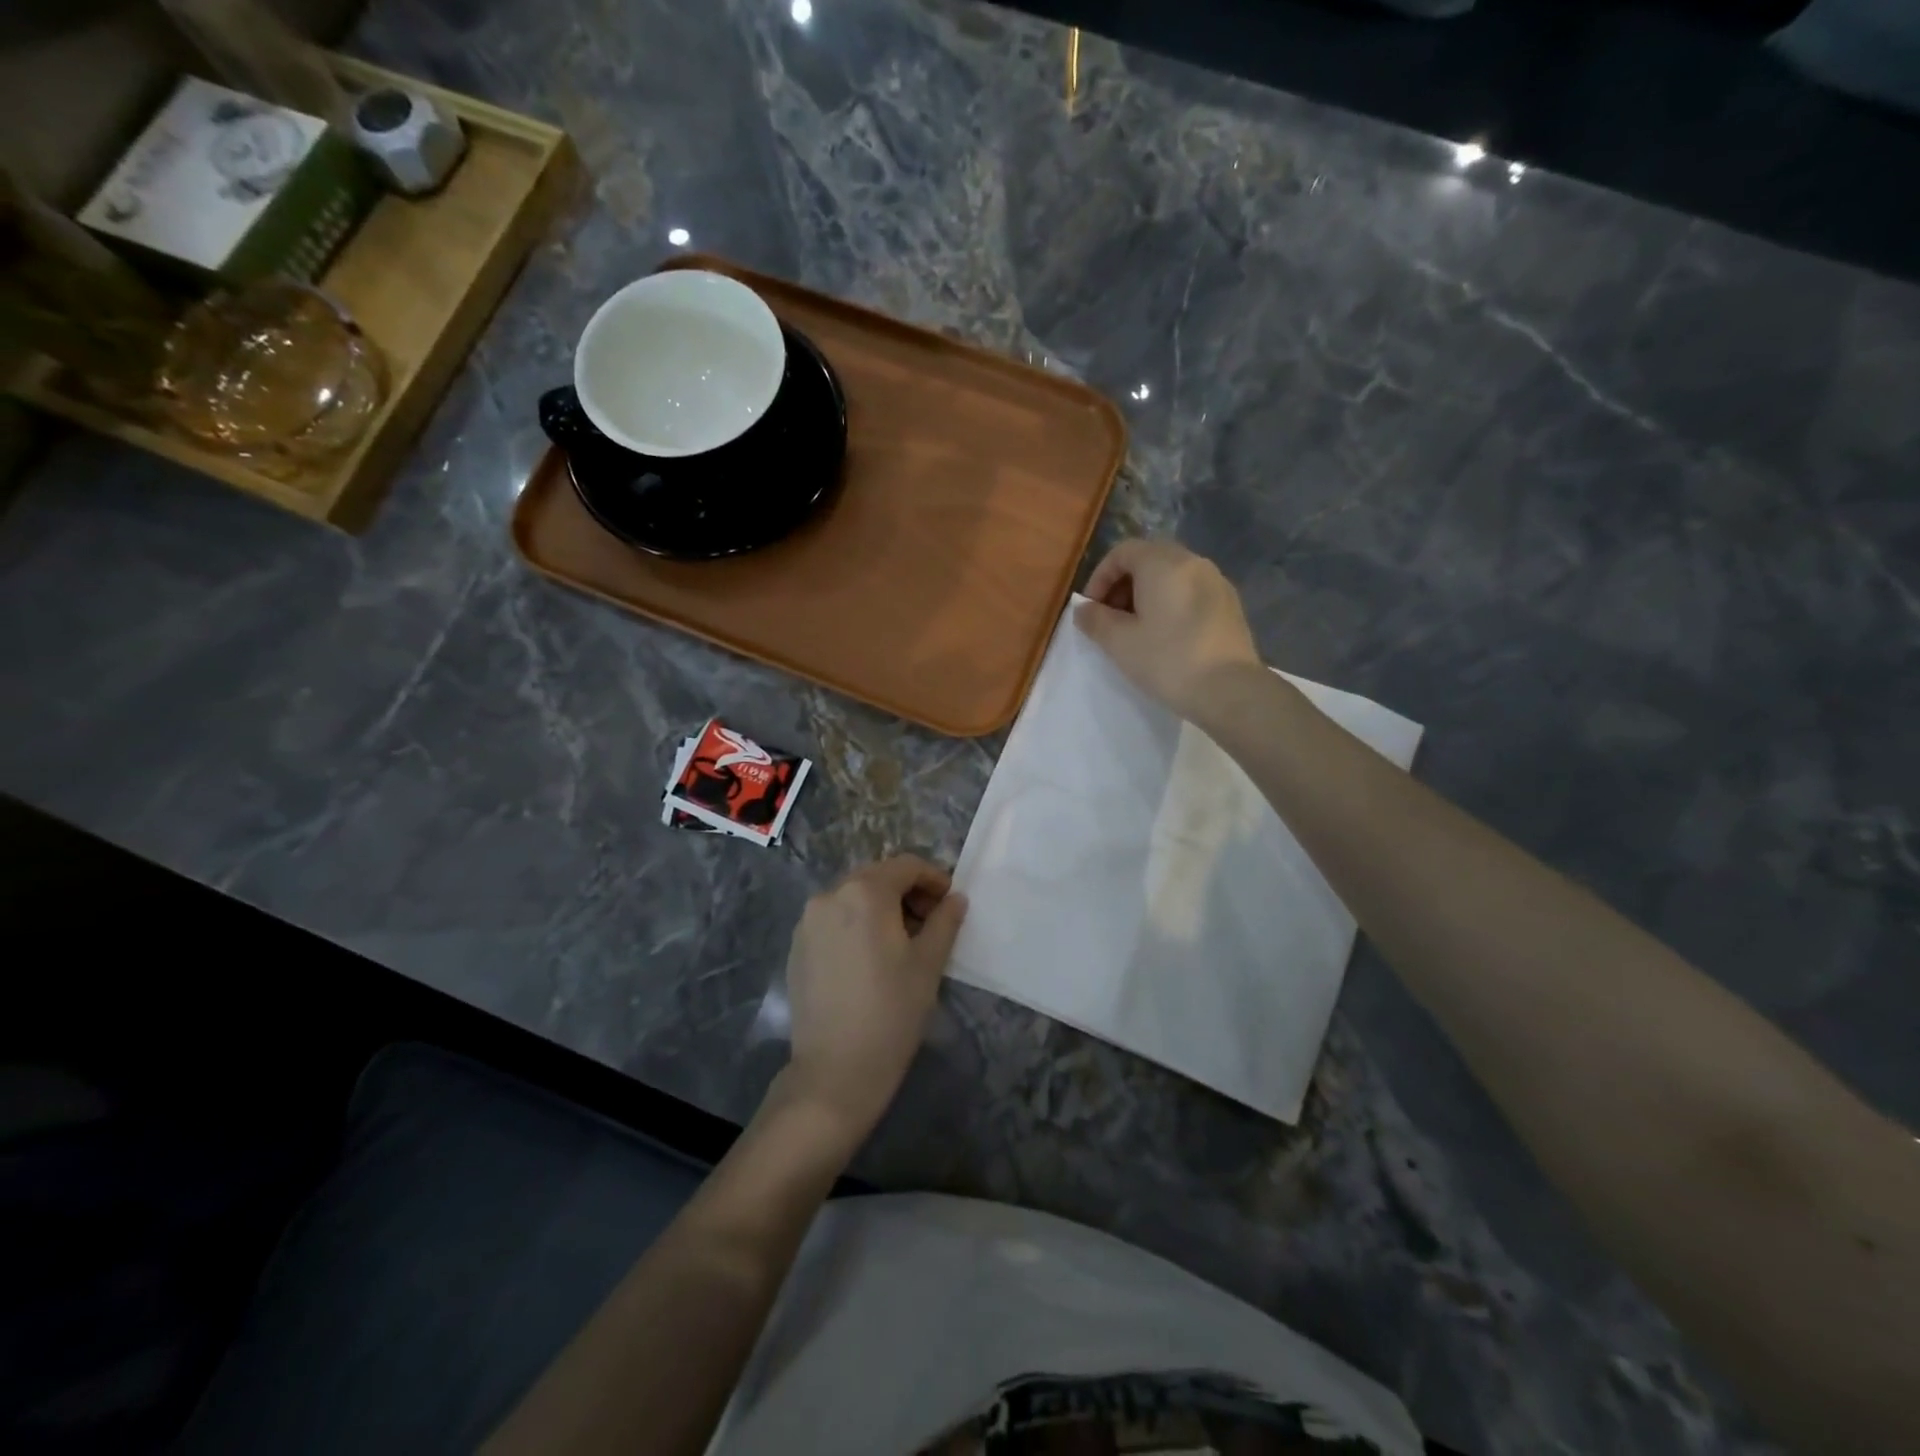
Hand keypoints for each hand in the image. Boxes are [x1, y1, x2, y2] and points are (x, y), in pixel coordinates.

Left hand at [779, 855, 966, 1145]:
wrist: (834, 1071)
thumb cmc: (891, 1012)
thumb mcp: (929, 963)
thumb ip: (945, 921)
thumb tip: (954, 899)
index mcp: (864, 892)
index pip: (906, 866)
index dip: (933, 879)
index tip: (950, 904)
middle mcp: (830, 895)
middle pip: (877, 877)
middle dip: (907, 893)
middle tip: (931, 924)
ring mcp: (808, 921)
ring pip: (853, 898)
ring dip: (882, 908)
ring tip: (902, 943)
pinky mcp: (797, 947)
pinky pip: (834, 920)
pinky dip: (857, 925)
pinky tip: (870, 959)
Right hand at [1074, 538, 1261, 721]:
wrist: (1230, 691)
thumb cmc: (1168, 660)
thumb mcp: (1120, 642)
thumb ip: (1095, 619)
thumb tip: (1082, 608)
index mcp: (1163, 563)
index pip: (1122, 552)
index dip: (1099, 577)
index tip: (1091, 609)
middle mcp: (1193, 562)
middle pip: (1149, 559)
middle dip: (1123, 585)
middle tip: (1111, 619)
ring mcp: (1217, 582)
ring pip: (1172, 575)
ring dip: (1147, 595)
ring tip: (1137, 630)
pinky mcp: (1230, 605)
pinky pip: (1191, 592)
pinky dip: (1171, 603)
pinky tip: (1167, 637)